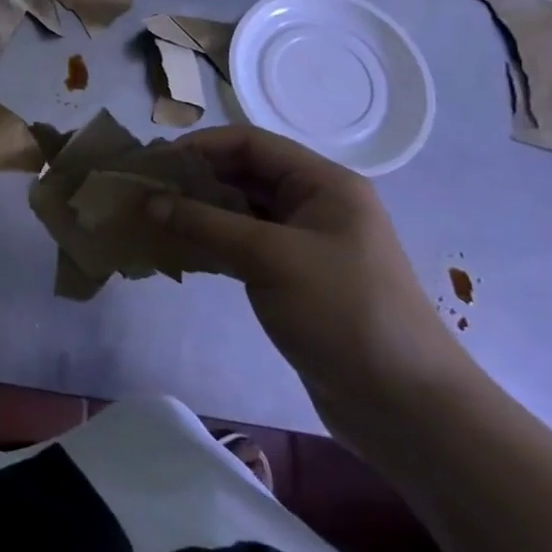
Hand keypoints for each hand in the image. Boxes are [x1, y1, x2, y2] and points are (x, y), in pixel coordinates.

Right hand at [147, 127, 473, 437]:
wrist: (407, 407)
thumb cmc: (344, 313)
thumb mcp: (270, 259)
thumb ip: (205, 224)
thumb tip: (148, 201)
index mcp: (324, 184)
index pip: (250, 144)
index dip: (199, 147)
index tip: (154, 164)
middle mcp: (316, 205)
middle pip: (244, 174)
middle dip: (194, 179)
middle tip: (144, 192)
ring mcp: (306, 243)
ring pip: (240, 211)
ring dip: (198, 213)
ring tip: (151, 220)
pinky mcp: (295, 278)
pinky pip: (244, 246)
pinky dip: (210, 244)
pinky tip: (177, 252)